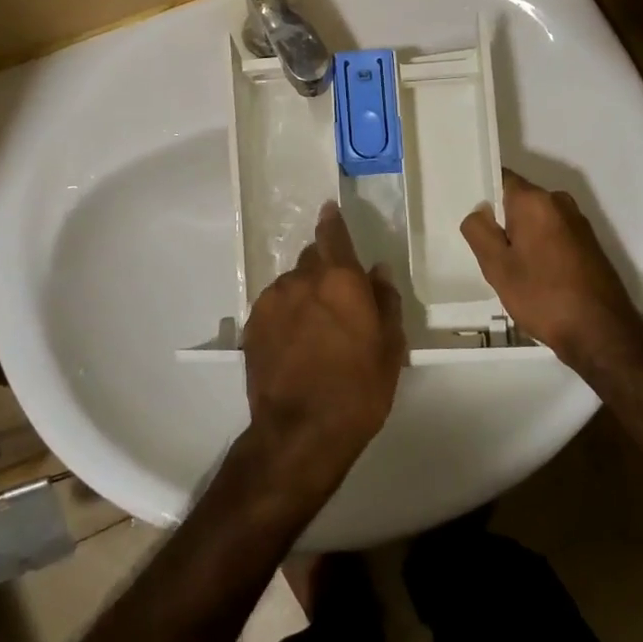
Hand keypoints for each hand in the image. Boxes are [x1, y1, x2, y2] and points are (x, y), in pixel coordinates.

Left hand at [241, 202, 405, 502]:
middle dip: (324, 269)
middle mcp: (301, 279)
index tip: (329, 209)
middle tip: (337, 299)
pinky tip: (294, 343)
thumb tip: (377, 271)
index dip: (332, 220)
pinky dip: (286, 314)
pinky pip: (274, 307)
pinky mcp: (252, 326)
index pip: (333, 234)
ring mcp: (272, 301)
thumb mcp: (390, 347)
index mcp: (340, 279)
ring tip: (315, 329)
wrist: (300, 433)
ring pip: (291, 284)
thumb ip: (385, 300)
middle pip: (312, 259)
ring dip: (304, 294)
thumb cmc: (358, 390)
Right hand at [460, 169, 642, 373]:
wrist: (601, 333)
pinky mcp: (588, 243)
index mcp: (535, 200)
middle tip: (488, 254)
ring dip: (522, 238)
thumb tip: (479, 211)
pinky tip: (536, 278)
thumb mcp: (497, 267)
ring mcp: (578, 222)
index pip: (501, 178)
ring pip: (536, 220)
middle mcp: (560, 202)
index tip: (473, 219)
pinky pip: (553, 234)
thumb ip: (479, 231)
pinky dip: (540, 248)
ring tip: (512, 271)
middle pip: (519, 201)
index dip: (483, 194)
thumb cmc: (543, 297)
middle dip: (502, 222)